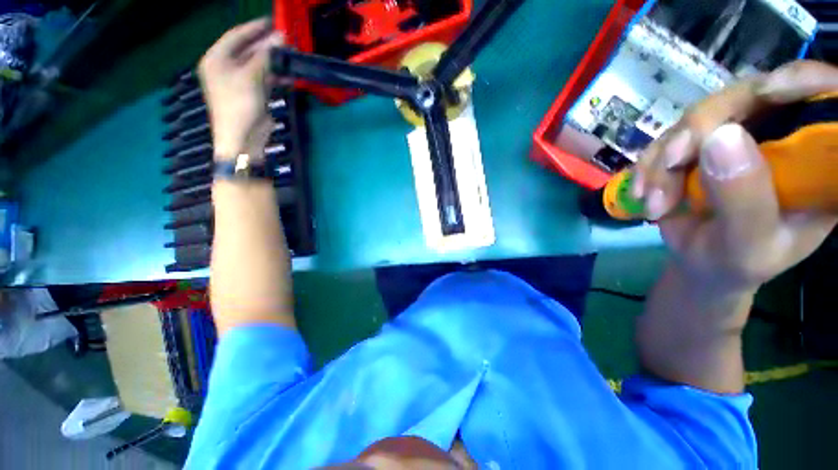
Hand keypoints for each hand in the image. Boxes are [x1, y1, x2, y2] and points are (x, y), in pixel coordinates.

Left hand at [198, 18, 283, 158]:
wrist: (243, 140)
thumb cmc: (240, 106)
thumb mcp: (251, 77)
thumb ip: (266, 57)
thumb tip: (281, 38)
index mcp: (217, 59)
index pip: (236, 35)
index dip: (255, 28)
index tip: (273, 21)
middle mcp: (226, 67)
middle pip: (248, 50)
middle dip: (268, 45)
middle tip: (287, 39)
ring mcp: (240, 82)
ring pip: (259, 65)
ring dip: (275, 62)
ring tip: (292, 56)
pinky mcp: (252, 94)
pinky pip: (265, 79)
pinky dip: (276, 77)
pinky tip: (289, 75)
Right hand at [633, 61, 837, 293]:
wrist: (700, 265)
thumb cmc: (737, 263)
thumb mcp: (748, 244)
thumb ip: (744, 198)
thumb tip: (721, 137)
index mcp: (816, 159)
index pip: (821, 96)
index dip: (799, 81)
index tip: (766, 94)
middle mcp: (780, 135)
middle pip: (748, 97)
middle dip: (701, 130)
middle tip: (671, 163)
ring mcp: (737, 137)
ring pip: (698, 118)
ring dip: (665, 159)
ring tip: (654, 202)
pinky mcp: (700, 146)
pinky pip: (668, 138)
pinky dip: (649, 166)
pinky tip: (642, 193)